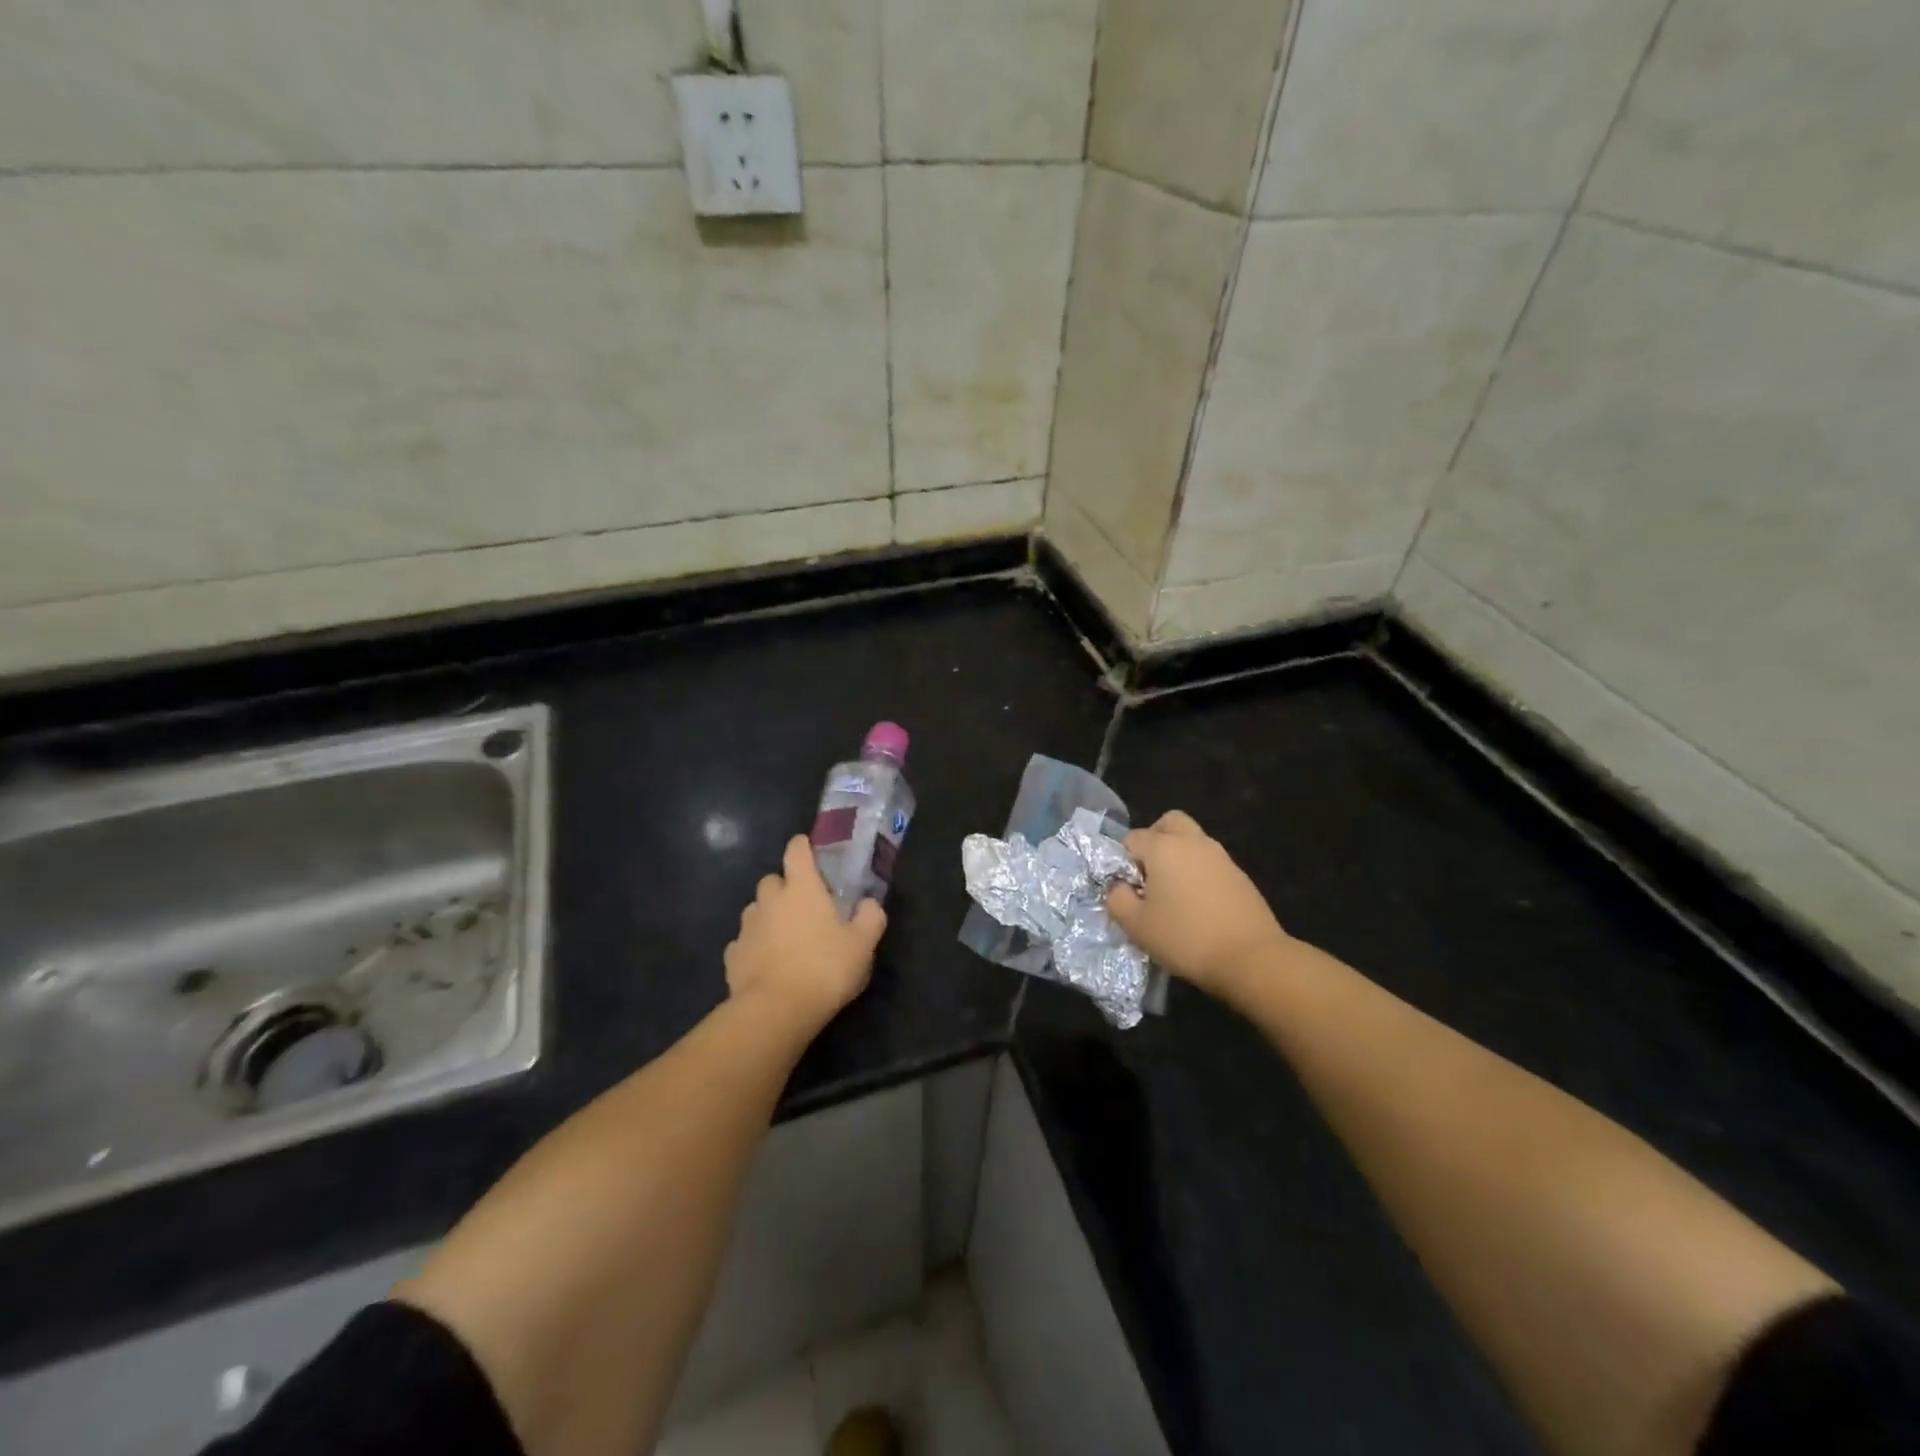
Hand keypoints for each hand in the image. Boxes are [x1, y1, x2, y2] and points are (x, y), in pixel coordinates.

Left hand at [725, 835, 885, 1025]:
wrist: (776, 1010)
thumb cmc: (825, 968)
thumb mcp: (863, 944)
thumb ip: (870, 917)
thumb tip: (869, 903)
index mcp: (802, 888)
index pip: (797, 850)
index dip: (803, 847)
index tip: (811, 852)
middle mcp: (770, 900)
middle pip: (772, 880)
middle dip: (785, 887)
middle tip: (804, 906)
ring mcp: (747, 927)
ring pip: (756, 910)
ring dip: (769, 916)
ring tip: (786, 938)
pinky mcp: (732, 956)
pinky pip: (744, 942)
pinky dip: (754, 947)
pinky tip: (767, 964)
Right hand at [1105, 811, 1290, 996]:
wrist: (1251, 958)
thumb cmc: (1185, 938)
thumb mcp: (1136, 926)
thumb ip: (1117, 899)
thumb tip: (1118, 887)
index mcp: (1163, 847)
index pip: (1131, 839)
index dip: (1123, 862)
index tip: (1128, 890)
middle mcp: (1192, 842)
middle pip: (1168, 823)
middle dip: (1153, 841)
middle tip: (1149, 874)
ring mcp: (1220, 856)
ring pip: (1192, 841)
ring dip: (1178, 856)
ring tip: (1173, 894)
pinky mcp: (1240, 875)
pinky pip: (1210, 862)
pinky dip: (1199, 873)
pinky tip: (1198, 905)